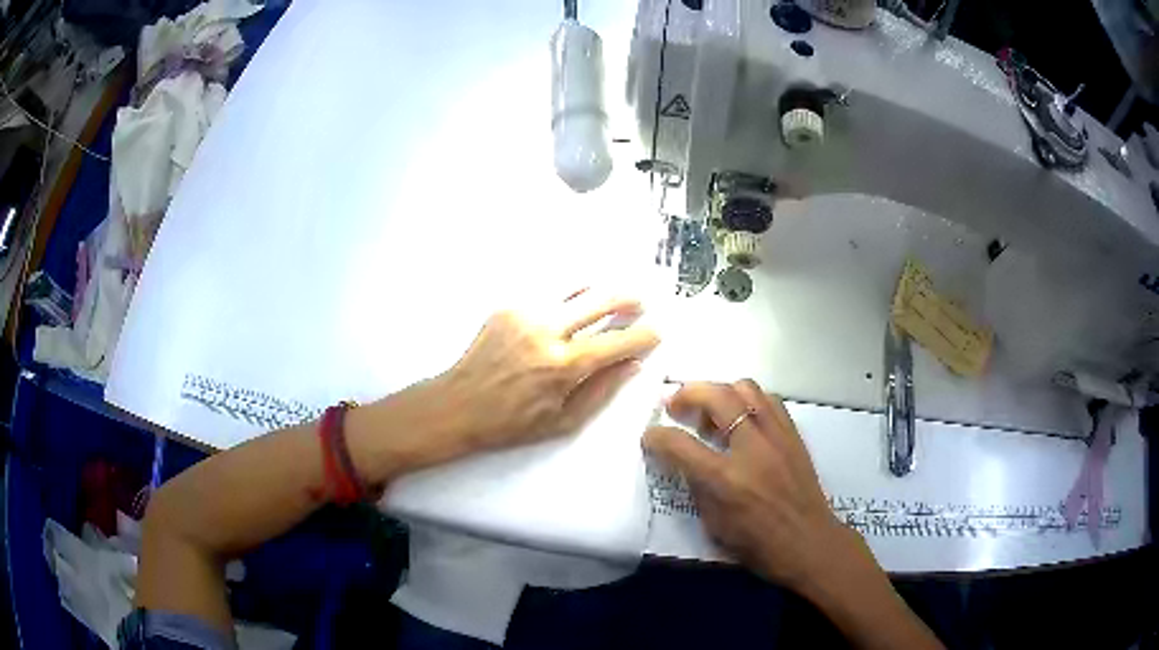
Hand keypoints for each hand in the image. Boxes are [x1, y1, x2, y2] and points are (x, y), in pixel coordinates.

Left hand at [432, 290, 659, 454]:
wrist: (458, 405)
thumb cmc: (512, 423)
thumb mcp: (563, 421)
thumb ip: (602, 391)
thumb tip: (633, 366)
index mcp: (563, 366)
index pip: (616, 343)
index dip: (642, 336)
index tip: (657, 332)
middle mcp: (547, 331)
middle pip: (599, 301)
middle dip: (627, 299)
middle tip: (641, 303)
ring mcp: (525, 313)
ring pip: (574, 289)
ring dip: (598, 291)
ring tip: (611, 296)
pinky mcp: (508, 307)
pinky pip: (547, 293)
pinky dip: (567, 296)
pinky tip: (574, 301)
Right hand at [644, 381, 862, 591]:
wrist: (807, 541)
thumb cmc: (757, 543)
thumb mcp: (713, 523)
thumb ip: (696, 485)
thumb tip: (683, 460)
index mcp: (724, 479)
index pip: (679, 444)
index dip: (656, 436)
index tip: (649, 435)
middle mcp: (751, 448)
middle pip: (715, 397)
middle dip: (687, 393)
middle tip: (676, 405)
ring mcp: (776, 436)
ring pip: (745, 388)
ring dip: (720, 391)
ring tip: (711, 409)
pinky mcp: (793, 434)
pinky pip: (769, 400)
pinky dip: (749, 400)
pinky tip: (743, 416)